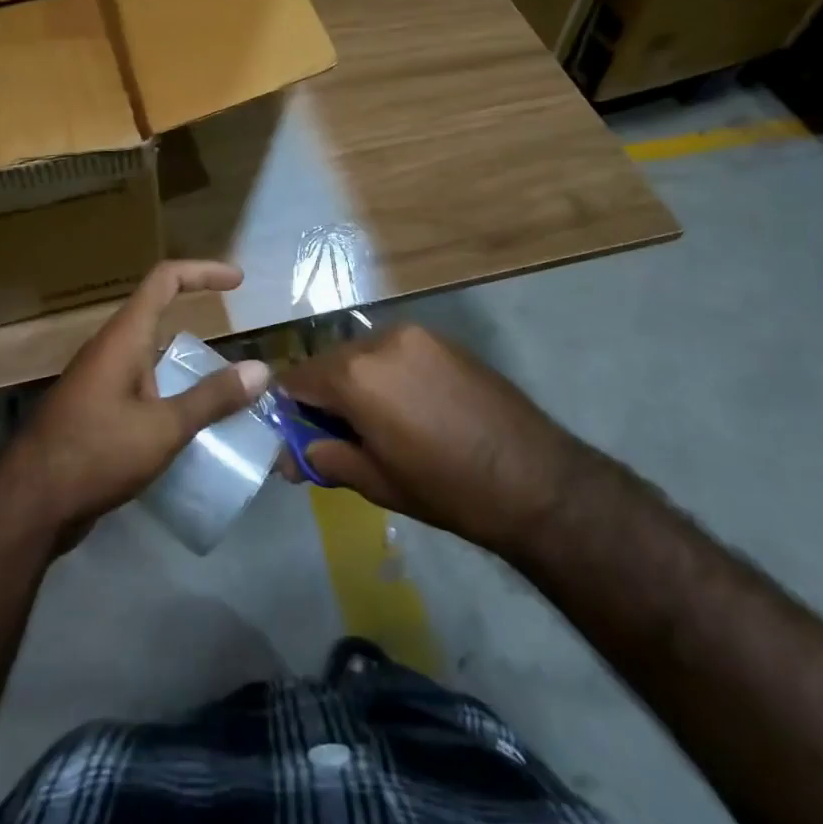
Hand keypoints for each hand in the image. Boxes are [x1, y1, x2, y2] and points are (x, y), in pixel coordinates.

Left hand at [6, 260, 269, 542]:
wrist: (29, 504)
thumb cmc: (96, 453)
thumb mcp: (163, 428)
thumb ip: (212, 398)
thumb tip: (261, 369)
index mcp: (124, 337)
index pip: (165, 280)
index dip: (203, 272)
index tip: (238, 281)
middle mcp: (109, 348)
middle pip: (157, 314)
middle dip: (196, 319)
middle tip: (235, 341)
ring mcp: (98, 379)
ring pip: (149, 355)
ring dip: (184, 363)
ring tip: (223, 388)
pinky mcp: (94, 409)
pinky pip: (140, 385)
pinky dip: (168, 391)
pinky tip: (187, 424)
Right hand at [275, 324, 578, 552]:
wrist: (535, 479)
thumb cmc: (447, 489)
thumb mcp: (376, 482)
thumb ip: (325, 458)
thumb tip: (287, 457)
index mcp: (354, 375)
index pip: (296, 379)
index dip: (289, 408)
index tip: (297, 435)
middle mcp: (378, 340)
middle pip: (328, 362)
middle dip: (324, 395)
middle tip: (339, 435)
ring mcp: (414, 333)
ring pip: (361, 354)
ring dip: (356, 382)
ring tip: (379, 422)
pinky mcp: (441, 338)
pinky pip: (394, 350)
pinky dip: (386, 372)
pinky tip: (409, 406)